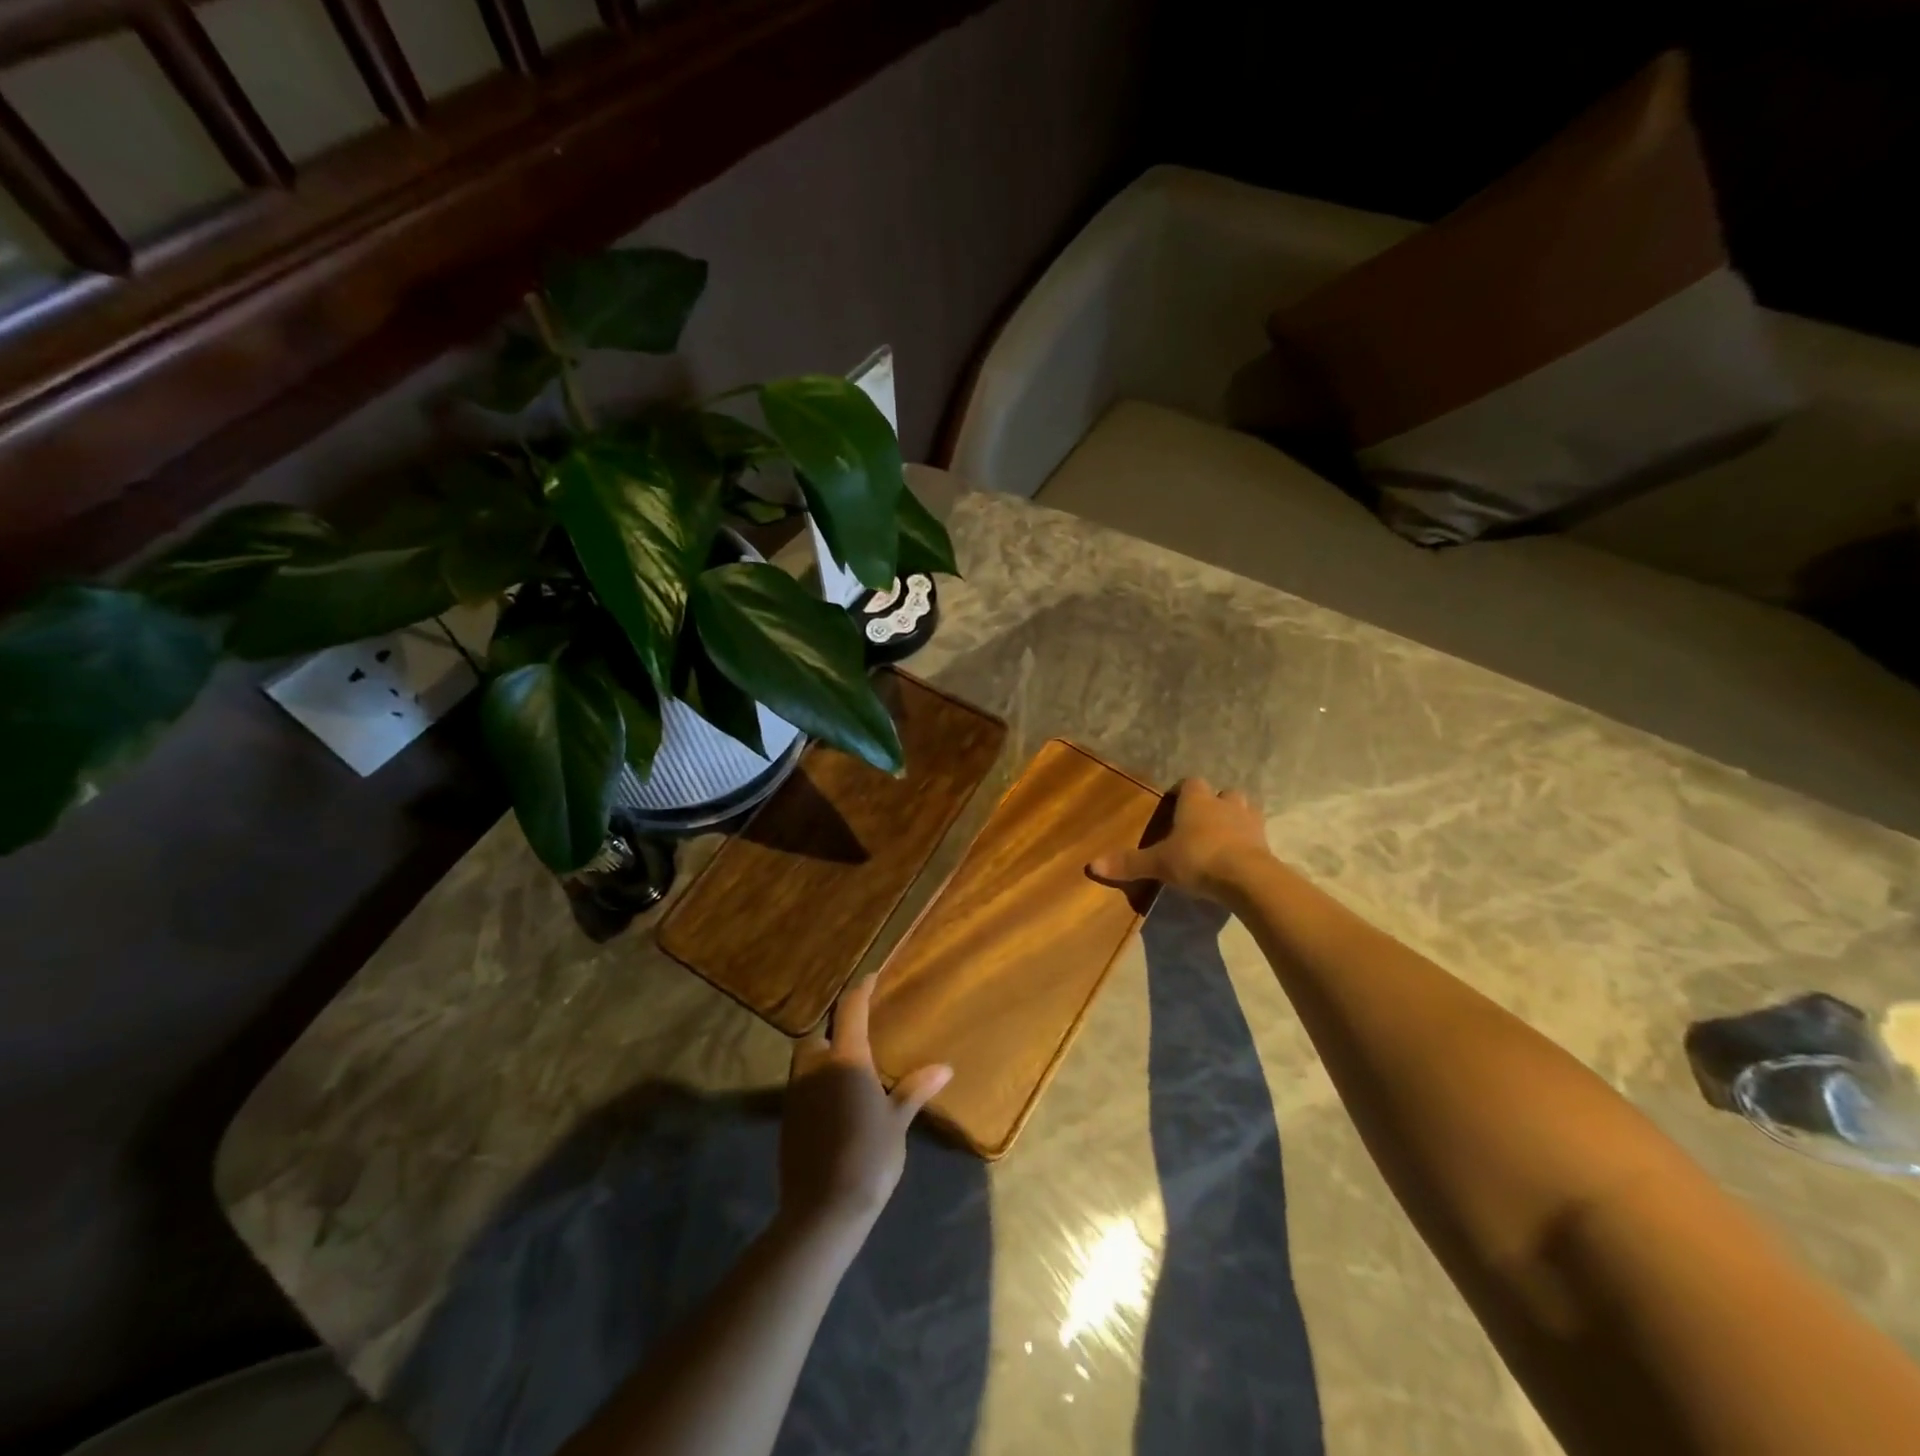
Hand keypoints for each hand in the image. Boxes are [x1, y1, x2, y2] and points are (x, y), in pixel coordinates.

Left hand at [779, 974, 951, 1237]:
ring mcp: (797, 1092)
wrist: (823, 1209)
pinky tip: (835, 1101)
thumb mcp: (897, 1122)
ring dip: (823, 1056)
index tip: (871, 978)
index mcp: (846, 1059)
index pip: (851, 1010)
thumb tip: (944, 1067)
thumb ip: (915, 1090)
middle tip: (858, 1037)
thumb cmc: (868, 1157)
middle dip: (834, 1030)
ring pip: (807, 1060)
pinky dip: (817, 1082)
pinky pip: (803, 1085)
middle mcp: (816, 1067)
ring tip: (848, 1069)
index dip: (861, 990)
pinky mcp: (788, 1117)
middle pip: (819, 1034)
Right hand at [1088, 776, 1271, 902]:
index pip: (1190, 783)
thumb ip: (1128, 863)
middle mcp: (1225, 804)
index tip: (1173, 803)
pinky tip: (1239, 857)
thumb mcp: (1158, 863)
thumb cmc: (1197, 859)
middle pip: (1223, 793)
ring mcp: (1250, 822)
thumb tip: (1091, 866)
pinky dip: (1249, 842)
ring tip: (1223, 836)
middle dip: (1214, 803)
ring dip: (1235, 818)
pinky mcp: (1266, 843)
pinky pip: (1257, 836)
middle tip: (1201, 822)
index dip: (1182, 791)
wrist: (1246, 878)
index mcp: (1197, 801)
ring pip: (1245, 810)